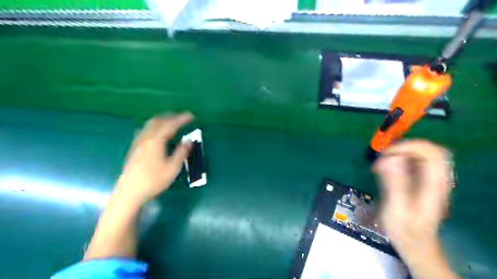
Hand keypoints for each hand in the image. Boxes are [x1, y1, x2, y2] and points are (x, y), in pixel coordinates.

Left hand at [115, 112, 192, 201]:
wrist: (130, 192)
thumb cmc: (154, 181)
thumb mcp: (173, 168)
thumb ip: (181, 152)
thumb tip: (189, 140)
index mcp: (156, 141)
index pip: (170, 125)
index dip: (181, 119)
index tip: (191, 116)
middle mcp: (145, 138)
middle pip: (158, 121)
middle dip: (171, 117)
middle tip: (182, 118)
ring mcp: (138, 143)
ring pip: (150, 125)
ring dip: (162, 120)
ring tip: (171, 123)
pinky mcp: (134, 148)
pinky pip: (145, 130)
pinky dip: (155, 127)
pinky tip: (158, 134)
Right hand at [373, 142, 452, 257]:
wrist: (414, 244)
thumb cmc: (405, 230)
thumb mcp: (396, 208)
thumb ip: (394, 183)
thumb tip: (390, 158)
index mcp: (434, 185)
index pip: (432, 153)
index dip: (409, 146)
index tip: (387, 154)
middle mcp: (436, 179)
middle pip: (428, 150)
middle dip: (404, 148)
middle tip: (384, 157)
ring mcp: (430, 180)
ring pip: (421, 154)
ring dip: (400, 153)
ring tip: (381, 164)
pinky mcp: (421, 182)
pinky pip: (413, 162)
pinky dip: (398, 160)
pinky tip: (385, 169)